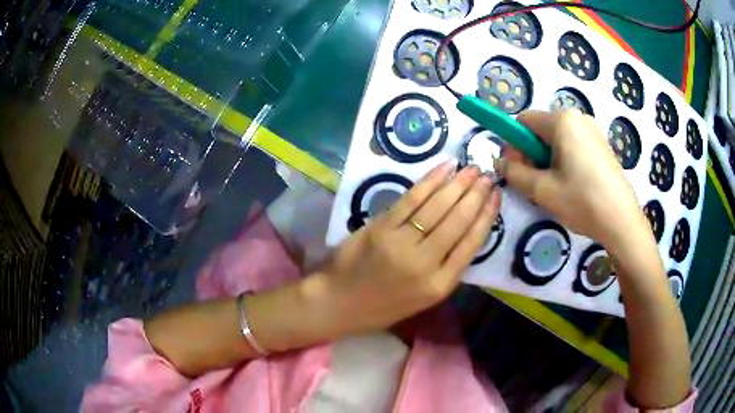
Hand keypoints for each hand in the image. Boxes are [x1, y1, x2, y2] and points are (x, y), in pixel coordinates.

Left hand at [305, 161, 500, 336]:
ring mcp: (402, 243)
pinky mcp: (382, 228)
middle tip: (487, 175)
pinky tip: (444, 168)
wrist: (338, 304)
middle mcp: (426, 264)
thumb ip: (445, 270)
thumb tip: (466, 234)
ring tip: (472, 168)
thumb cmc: (381, 306)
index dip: (487, 216)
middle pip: (459, 221)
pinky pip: (411, 200)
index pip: (472, 243)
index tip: (496, 196)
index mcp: (440, 285)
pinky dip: (430, 181)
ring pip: (438, 207)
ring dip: (458, 184)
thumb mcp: (423, 299)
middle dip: (476, 194)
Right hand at [494, 111, 691, 407]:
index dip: (513, 142)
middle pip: (541, 129)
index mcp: (561, 121)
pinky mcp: (601, 145)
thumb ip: (514, 172)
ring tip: (556, 188)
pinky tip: (573, 185)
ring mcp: (592, 130)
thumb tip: (500, 161)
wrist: (622, 221)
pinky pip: (573, 145)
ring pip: (557, 139)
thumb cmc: (582, 201)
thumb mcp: (541, 190)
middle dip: (532, 153)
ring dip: (548, 159)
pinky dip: (565, 161)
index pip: (523, 121)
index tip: (515, 168)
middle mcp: (577, 117)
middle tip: (536, 183)